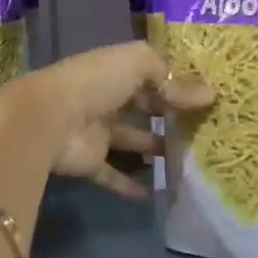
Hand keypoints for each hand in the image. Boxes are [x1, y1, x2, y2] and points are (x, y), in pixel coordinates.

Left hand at [3, 42, 210, 197]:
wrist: (49, 119)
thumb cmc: (96, 82)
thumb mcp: (138, 64)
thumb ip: (172, 77)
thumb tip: (209, 94)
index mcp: (115, 70)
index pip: (151, 74)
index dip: (176, 83)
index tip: (206, 97)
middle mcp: (107, 98)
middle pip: (144, 107)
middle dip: (170, 115)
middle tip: (204, 128)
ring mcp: (97, 131)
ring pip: (133, 140)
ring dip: (156, 148)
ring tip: (190, 159)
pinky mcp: (91, 161)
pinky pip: (115, 174)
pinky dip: (133, 185)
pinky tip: (159, 193)